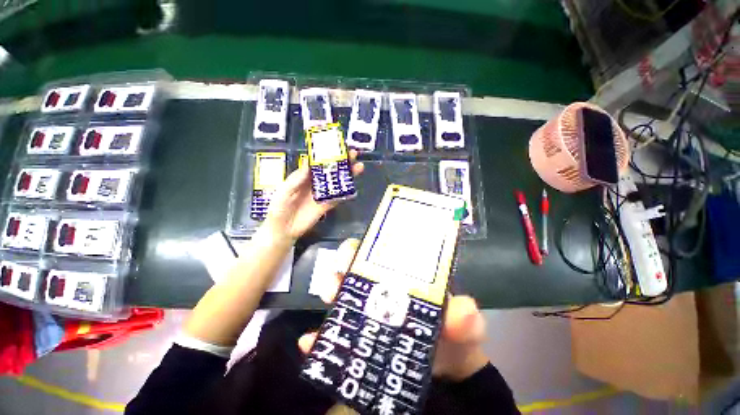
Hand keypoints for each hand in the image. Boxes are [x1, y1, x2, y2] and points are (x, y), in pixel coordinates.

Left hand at [264, 150, 363, 242]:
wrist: (283, 229)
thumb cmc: (279, 208)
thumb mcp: (284, 191)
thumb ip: (296, 178)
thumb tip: (309, 162)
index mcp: (304, 176)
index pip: (318, 162)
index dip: (327, 154)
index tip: (337, 146)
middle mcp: (315, 183)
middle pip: (331, 170)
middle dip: (342, 162)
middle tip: (353, 154)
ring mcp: (323, 194)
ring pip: (337, 182)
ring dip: (348, 175)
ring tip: (359, 167)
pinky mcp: (327, 206)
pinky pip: (338, 198)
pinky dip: (346, 193)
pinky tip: (354, 187)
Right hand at [297, 239, 489, 381]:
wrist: (444, 368)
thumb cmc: (453, 334)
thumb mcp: (463, 324)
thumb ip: (466, 318)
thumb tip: (465, 311)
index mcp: (403, 273)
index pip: (380, 250)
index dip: (365, 247)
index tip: (353, 254)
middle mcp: (381, 284)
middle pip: (354, 266)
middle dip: (341, 268)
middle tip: (336, 282)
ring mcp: (368, 307)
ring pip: (341, 291)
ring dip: (330, 293)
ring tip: (328, 303)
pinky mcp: (358, 333)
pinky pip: (335, 329)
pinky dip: (322, 334)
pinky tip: (311, 342)